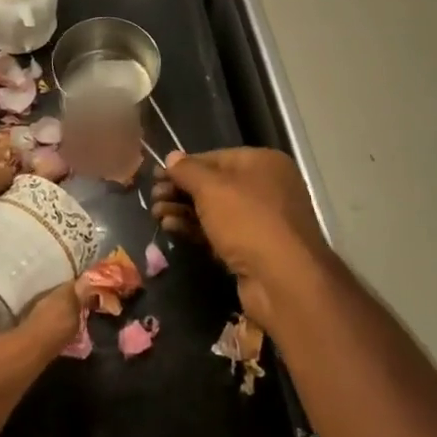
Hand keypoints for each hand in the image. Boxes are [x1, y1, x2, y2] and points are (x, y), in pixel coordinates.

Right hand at [150, 148, 330, 328]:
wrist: (284, 280)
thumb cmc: (248, 220)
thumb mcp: (212, 188)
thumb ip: (188, 170)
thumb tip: (171, 156)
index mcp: (263, 162)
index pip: (215, 157)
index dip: (184, 166)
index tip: (156, 175)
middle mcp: (267, 187)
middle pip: (214, 185)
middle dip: (181, 191)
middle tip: (153, 198)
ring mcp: (263, 221)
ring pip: (215, 211)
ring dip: (184, 211)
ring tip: (156, 215)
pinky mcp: (254, 250)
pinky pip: (220, 233)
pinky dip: (196, 230)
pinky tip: (171, 229)